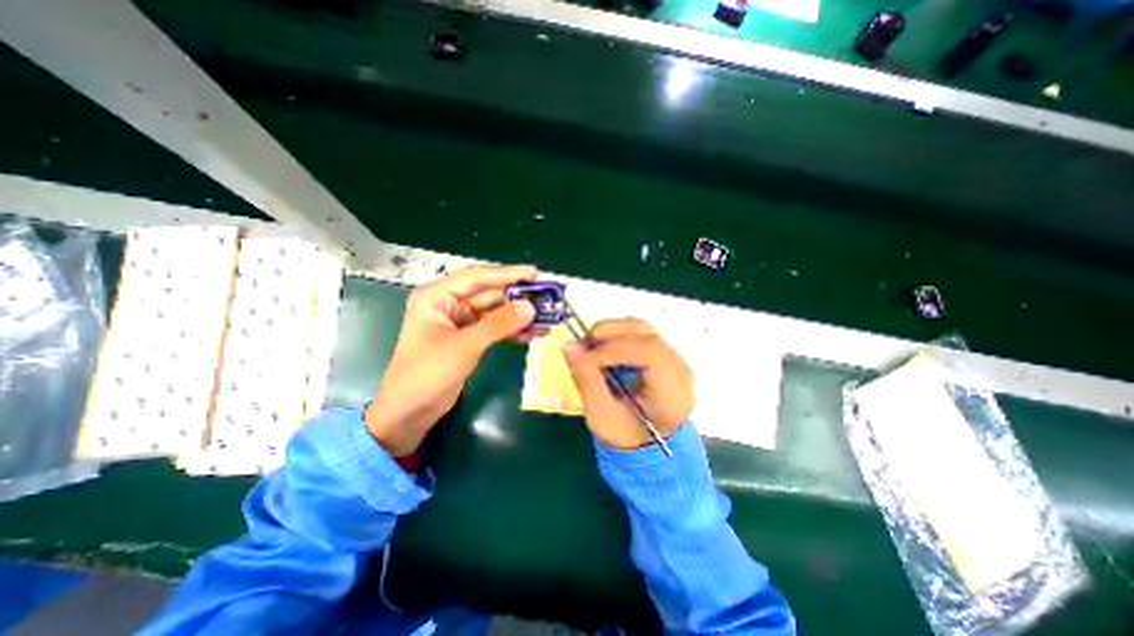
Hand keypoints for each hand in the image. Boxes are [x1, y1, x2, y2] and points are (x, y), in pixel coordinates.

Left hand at [362, 263, 539, 456]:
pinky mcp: (469, 339)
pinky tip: (533, 334)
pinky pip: (495, 329)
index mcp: (437, 296)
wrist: (409, 412)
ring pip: (496, 312)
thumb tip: (531, 307)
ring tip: (547, 318)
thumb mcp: (464, 346)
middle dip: (518, 297)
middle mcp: (449, 304)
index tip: (536, 274)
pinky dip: (513, 331)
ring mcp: (460, 322)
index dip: (508, 274)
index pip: (478, 277)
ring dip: (519, 316)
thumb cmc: (426, 374)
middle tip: (547, 298)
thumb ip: (498, 325)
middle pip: (490, 294)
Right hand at [561, 320, 695, 449]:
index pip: (649, 353)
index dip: (613, 348)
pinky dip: (615, 335)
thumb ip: (586, 380)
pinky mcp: (661, 351)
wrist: (648, 442)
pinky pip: (638, 332)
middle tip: (583, 348)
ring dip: (610, 332)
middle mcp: (679, 369)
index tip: (585, 357)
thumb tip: (570, 346)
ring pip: (640, 328)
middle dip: (608, 335)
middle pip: (645, 334)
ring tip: (590, 349)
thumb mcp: (601, 417)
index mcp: (672, 394)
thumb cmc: (626, 436)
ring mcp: (672, 357)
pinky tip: (602, 350)